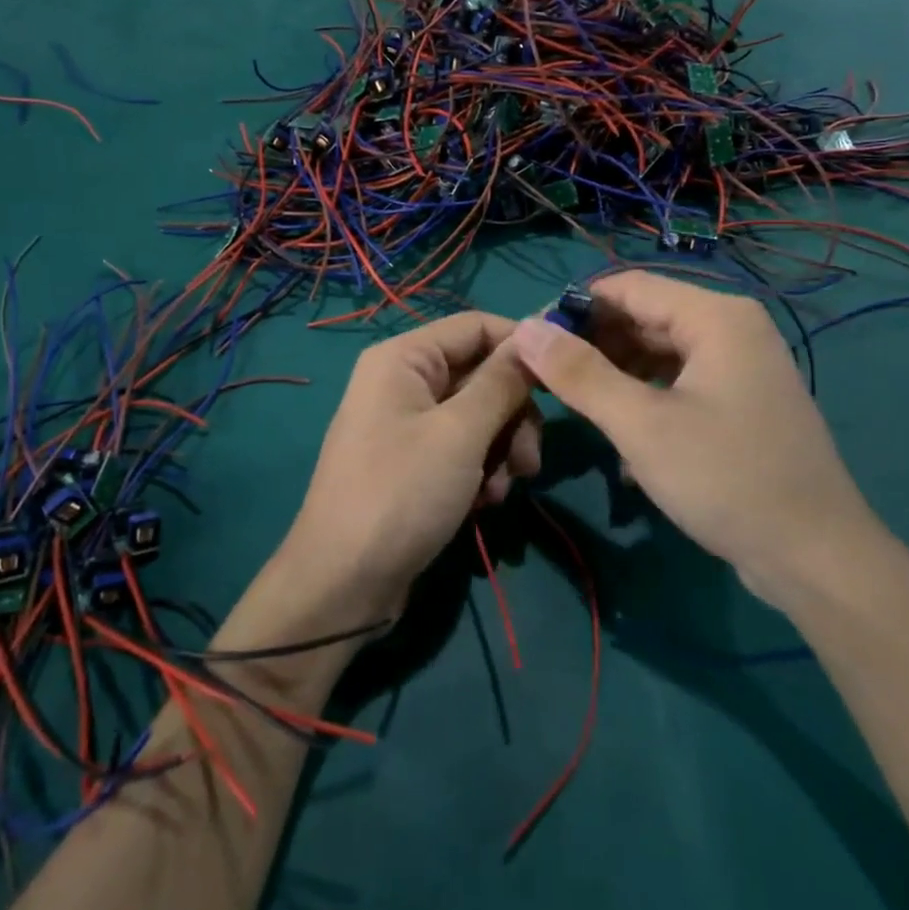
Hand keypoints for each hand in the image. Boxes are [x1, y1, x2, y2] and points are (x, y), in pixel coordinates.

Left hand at [277, 313, 539, 616]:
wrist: (345, 583)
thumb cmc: (401, 494)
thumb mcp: (460, 433)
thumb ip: (502, 382)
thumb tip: (535, 333)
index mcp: (404, 358)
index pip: (476, 326)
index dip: (521, 346)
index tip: (563, 380)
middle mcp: (403, 381)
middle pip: (481, 375)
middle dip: (513, 416)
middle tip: (529, 460)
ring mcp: (407, 424)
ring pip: (479, 416)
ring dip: (501, 450)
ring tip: (500, 491)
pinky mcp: (414, 462)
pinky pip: (462, 448)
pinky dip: (480, 471)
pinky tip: (483, 505)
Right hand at [511, 272, 881, 608]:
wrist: (816, 558)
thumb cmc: (726, 478)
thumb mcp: (641, 425)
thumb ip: (579, 374)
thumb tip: (524, 328)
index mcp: (715, 317)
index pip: (627, 287)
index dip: (574, 306)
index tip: (530, 338)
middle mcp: (731, 329)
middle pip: (644, 317)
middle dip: (593, 345)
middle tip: (544, 377)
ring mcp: (741, 367)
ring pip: (659, 354)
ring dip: (616, 376)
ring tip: (576, 407)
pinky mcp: (741, 403)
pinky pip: (679, 384)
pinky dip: (645, 400)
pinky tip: (623, 440)